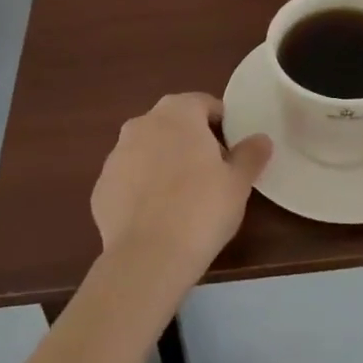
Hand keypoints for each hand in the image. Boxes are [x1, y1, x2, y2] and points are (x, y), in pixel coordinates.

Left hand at [91, 93, 271, 292]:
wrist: (147, 258)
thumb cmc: (201, 209)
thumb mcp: (238, 182)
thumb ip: (251, 154)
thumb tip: (261, 139)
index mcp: (177, 112)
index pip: (204, 104)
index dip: (222, 124)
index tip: (233, 151)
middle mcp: (141, 123)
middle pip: (173, 124)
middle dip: (191, 141)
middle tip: (212, 173)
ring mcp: (115, 155)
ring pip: (148, 150)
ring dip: (164, 163)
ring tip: (183, 198)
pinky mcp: (100, 187)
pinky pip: (129, 180)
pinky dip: (142, 189)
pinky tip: (157, 217)